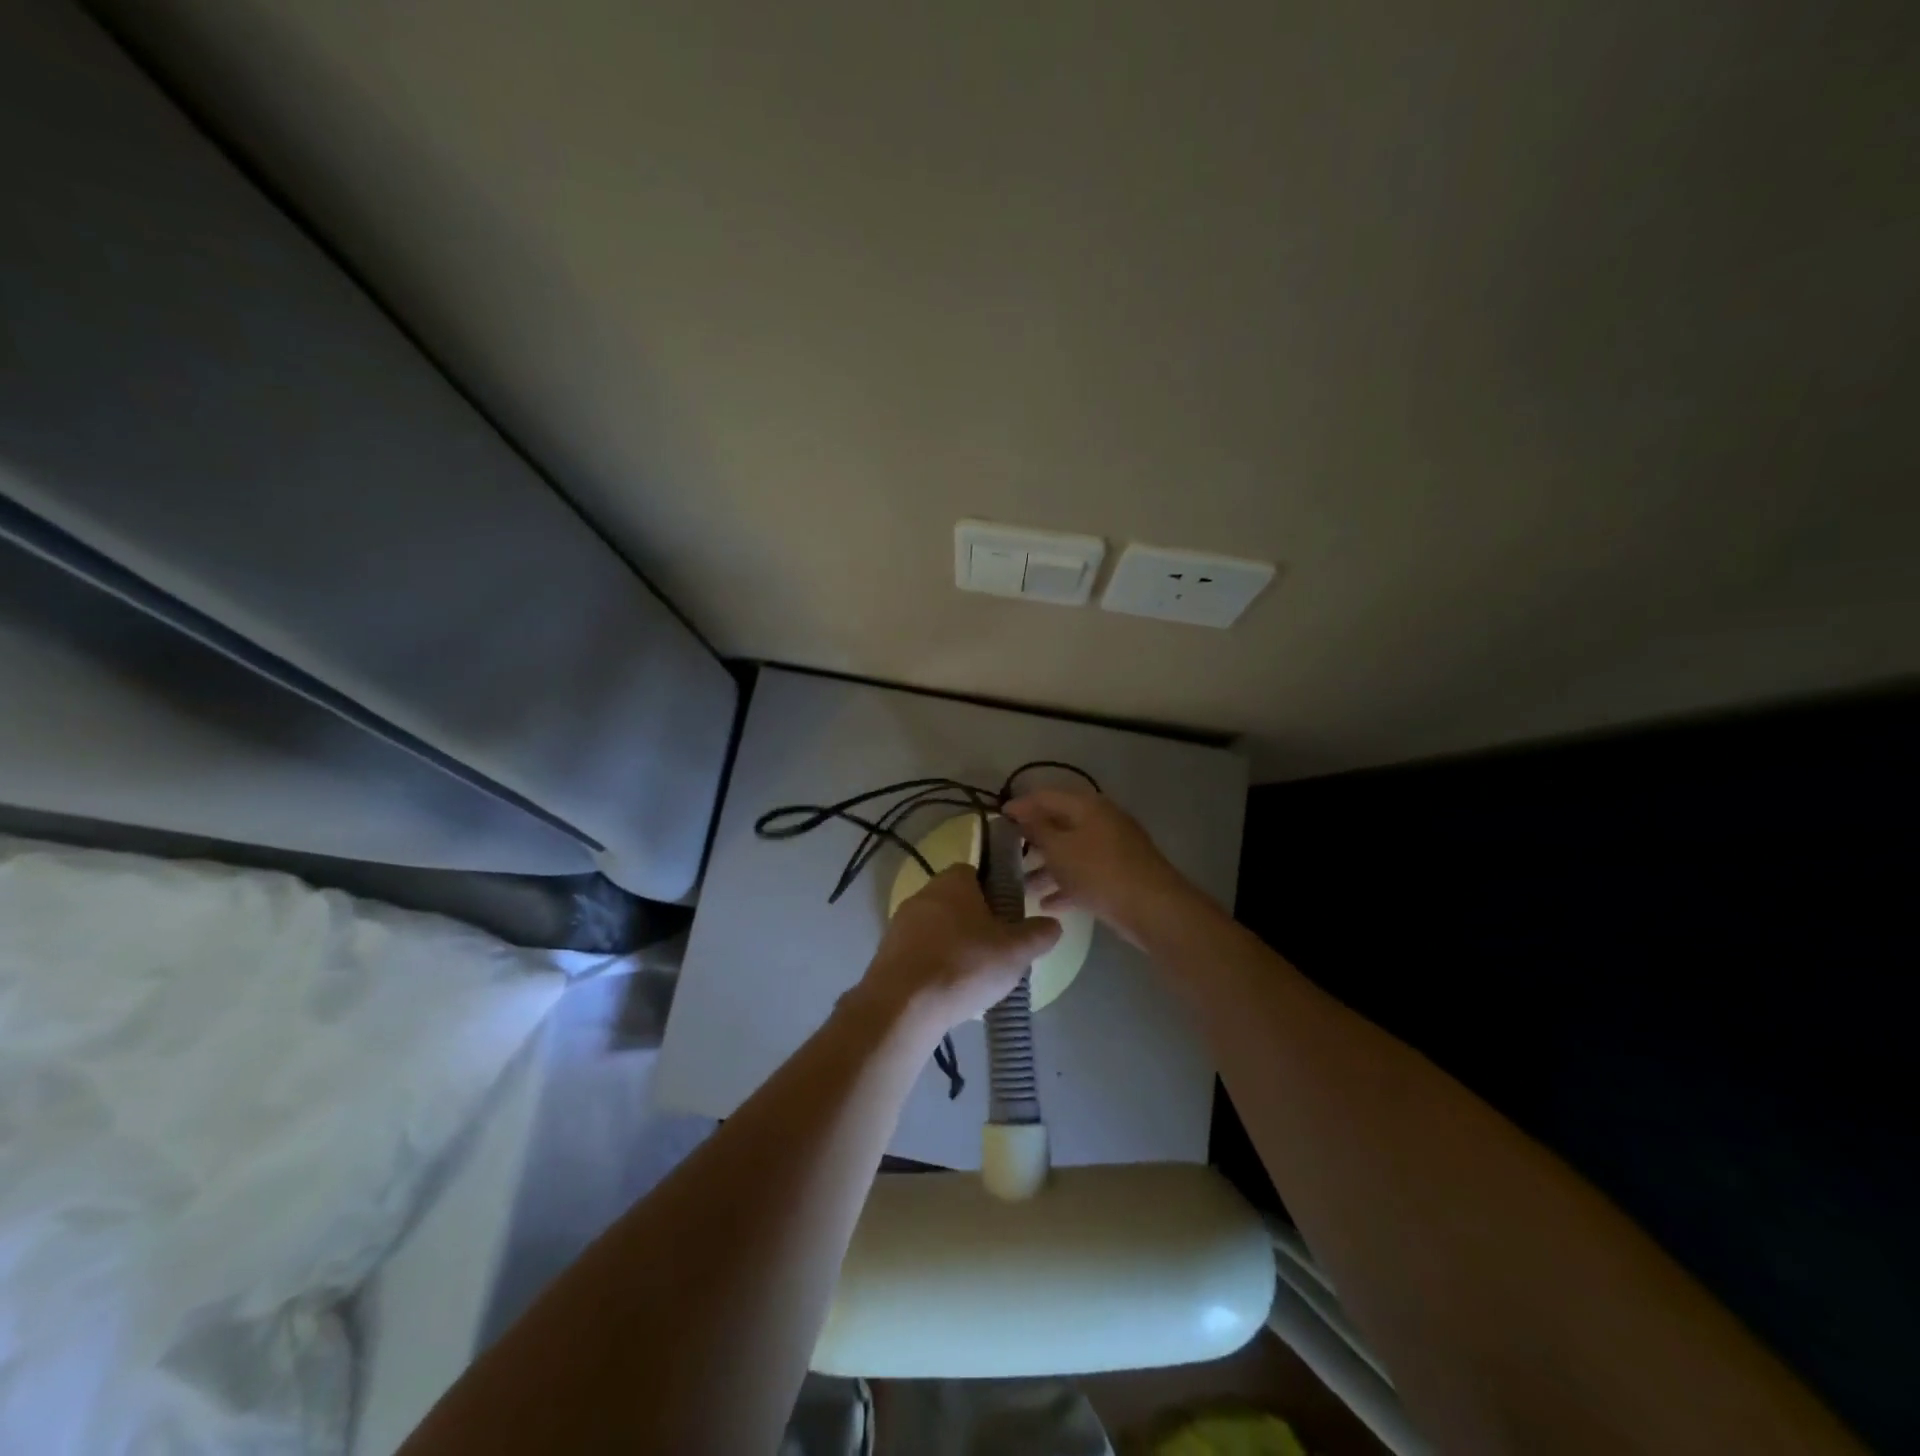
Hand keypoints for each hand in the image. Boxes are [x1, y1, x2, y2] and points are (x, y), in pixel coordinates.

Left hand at [854, 865, 1061, 1034]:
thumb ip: (1038, 934)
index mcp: (953, 880)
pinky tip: (949, 993)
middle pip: (957, 902)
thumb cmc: (964, 965)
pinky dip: (935, 968)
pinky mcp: (887, 954)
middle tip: (998, 952)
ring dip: (955, 948)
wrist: (903, 1005)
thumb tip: (1053, 925)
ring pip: (938, 929)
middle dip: (977, 924)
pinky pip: (920, 954)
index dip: (996, 893)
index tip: (1010, 918)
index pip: (977, 873)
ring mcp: (900, 924)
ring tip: (976, 979)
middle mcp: (923, 893)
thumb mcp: (1016, 951)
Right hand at [1003, 789, 1196, 945]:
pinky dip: (1066, 884)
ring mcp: (1112, 847)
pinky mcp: (1119, 873)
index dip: (1020, 805)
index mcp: (1087, 805)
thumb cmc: (1098, 871)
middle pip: (1059, 824)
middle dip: (1032, 839)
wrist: (1151, 907)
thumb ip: (1037, 829)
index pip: (1046, 796)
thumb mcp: (1059, 849)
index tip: (997, 817)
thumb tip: (1021, 813)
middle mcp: (1100, 820)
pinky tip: (1046, 904)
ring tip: (1022, 885)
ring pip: (1071, 851)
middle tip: (1006, 853)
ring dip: (1046, 867)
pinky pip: (1085, 873)